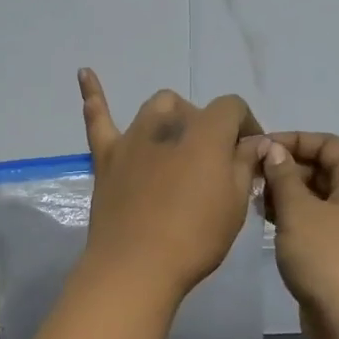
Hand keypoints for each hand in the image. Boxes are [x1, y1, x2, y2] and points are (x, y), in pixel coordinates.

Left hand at [77, 69, 263, 301]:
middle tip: (213, 162)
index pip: (231, 108)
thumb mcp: (235, 204)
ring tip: (176, 143)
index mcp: (205, 133)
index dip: (245, 125)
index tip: (250, 153)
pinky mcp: (106, 156)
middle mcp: (167, 124)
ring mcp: (132, 138)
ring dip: (170, 118)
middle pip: (192, 109)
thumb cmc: (195, 238)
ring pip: (154, 108)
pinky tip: (85, 73)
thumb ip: (243, 164)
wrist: (137, 265)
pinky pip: (97, 119)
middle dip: (207, 126)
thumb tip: (253, 142)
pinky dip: (93, 95)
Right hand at [261, 132, 338, 330]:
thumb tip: (273, 149)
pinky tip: (266, 220)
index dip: (293, 140)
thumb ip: (283, 175)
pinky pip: (317, 221)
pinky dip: (294, 216)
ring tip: (253, 196)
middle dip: (287, 168)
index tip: (260, 147)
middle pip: (324, 169)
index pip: (328, 143)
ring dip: (287, 193)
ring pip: (318, 197)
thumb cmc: (326, 257)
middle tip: (251, 174)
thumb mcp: (298, 210)